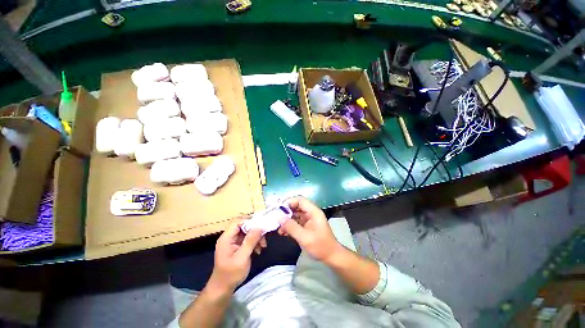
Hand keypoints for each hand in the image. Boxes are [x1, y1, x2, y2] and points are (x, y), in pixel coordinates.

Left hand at [209, 219, 265, 290]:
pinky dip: (254, 242)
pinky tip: (258, 249)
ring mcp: (233, 242)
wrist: (222, 289)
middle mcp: (229, 237)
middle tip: (263, 237)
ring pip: (247, 232)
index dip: (249, 221)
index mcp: (226, 238)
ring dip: (256, 237)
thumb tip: (260, 226)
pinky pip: (247, 238)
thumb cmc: (231, 275)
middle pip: (243, 225)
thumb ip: (250, 241)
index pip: (237, 221)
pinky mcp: (237, 246)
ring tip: (263, 246)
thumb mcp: (242, 258)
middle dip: (255, 230)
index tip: (260, 226)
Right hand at [278, 197, 342, 262]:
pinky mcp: (306, 226)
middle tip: (276, 218)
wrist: (331, 257)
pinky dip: (289, 225)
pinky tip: (283, 232)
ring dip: (286, 220)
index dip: (289, 202)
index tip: (279, 209)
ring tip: (278, 228)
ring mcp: (309, 219)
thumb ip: (292, 227)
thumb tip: (279, 218)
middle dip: (286, 212)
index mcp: (313, 212)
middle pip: (296, 206)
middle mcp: (311, 213)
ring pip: (295, 214)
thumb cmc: (320, 246)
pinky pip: (296, 221)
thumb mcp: (304, 237)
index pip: (300, 200)